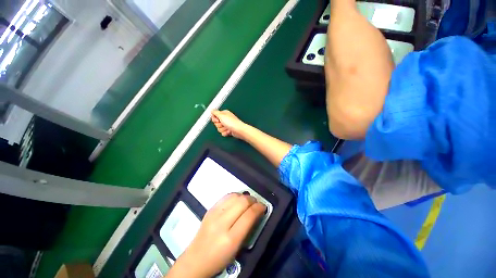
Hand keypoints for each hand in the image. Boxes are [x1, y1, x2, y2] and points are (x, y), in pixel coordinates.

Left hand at [166, 194, 265, 277]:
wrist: (195, 259)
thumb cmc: (219, 258)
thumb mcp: (237, 248)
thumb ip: (247, 229)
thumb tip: (256, 213)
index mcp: (230, 238)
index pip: (249, 216)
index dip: (259, 208)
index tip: (263, 207)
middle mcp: (221, 223)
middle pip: (242, 202)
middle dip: (252, 200)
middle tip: (256, 203)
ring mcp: (214, 214)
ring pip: (234, 196)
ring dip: (244, 196)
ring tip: (248, 201)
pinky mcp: (210, 209)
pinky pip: (225, 196)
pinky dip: (234, 196)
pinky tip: (237, 200)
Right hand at [211, 110, 246, 138]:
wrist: (239, 130)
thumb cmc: (232, 123)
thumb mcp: (221, 116)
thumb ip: (215, 112)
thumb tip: (211, 110)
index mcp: (224, 114)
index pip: (214, 116)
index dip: (215, 119)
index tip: (218, 120)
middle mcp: (225, 119)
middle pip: (216, 123)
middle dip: (219, 125)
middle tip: (224, 124)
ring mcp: (227, 125)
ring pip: (219, 129)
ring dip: (223, 129)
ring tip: (228, 128)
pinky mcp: (228, 130)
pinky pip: (222, 133)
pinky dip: (225, 133)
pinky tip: (229, 131)